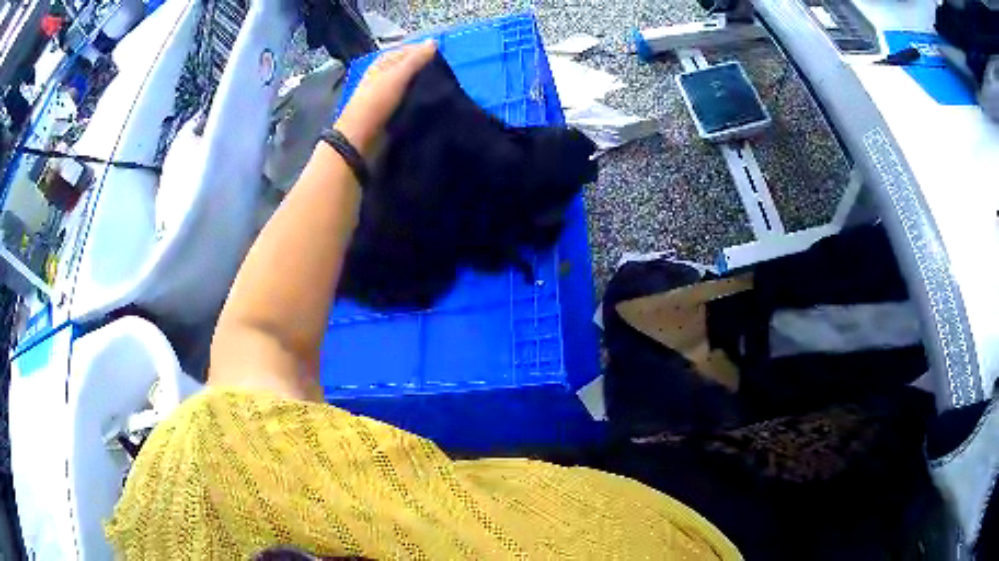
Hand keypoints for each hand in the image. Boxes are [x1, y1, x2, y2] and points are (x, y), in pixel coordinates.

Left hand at [335, 40, 436, 155]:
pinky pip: (412, 103)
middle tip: (449, 73)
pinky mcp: (392, 114)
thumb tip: (434, 41)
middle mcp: (383, 78)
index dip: (422, 51)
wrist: (360, 141)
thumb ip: (415, 59)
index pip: (405, 51)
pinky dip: (422, 102)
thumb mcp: (396, 76)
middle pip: (409, 69)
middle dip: (426, 69)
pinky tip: (436, 103)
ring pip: (411, 86)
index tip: (444, 55)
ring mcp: (387, 97)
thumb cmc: (375, 103)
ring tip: (447, 88)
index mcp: (380, 65)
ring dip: (426, 86)